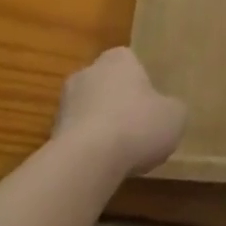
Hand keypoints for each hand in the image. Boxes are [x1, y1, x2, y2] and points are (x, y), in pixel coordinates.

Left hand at [52, 48, 185, 179]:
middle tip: (137, 129)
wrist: (88, 159)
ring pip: (89, 111)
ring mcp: (65, 101)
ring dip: (100, 127)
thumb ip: (171, 109)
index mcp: (119, 58)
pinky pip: (76, 137)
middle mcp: (89, 71)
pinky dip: (87, 148)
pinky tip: (101, 167)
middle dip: (118, 104)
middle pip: (107, 85)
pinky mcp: (51, 132)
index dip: (142, 85)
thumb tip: (167, 112)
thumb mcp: (175, 116)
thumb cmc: (138, 125)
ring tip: (119, 154)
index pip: (131, 63)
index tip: (151, 108)